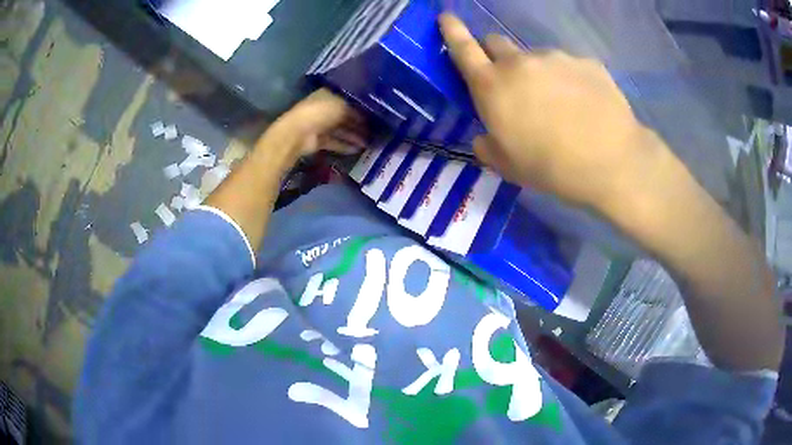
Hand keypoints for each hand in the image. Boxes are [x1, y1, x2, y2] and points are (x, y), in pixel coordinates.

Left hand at [264, 88, 365, 158]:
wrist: (299, 133)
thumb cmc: (321, 112)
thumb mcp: (343, 106)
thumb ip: (356, 111)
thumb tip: (368, 117)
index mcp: (328, 94)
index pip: (348, 99)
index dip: (361, 107)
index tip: (376, 114)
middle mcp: (324, 108)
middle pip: (345, 116)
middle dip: (358, 124)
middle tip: (375, 131)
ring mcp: (320, 125)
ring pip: (340, 130)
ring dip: (353, 136)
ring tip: (368, 143)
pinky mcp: (317, 140)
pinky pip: (334, 142)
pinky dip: (344, 145)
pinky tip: (357, 149)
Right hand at [439, 14, 664, 207]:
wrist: (611, 162)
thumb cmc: (551, 168)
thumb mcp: (507, 166)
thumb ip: (487, 146)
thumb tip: (484, 137)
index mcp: (492, 85)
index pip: (463, 48)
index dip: (452, 31)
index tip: (447, 17)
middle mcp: (520, 62)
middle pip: (497, 43)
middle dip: (496, 56)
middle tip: (513, 84)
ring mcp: (556, 57)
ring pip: (536, 57)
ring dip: (538, 73)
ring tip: (561, 106)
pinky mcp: (586, 62)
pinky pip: (569, 67)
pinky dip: (570, 80)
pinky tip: (585, 106)